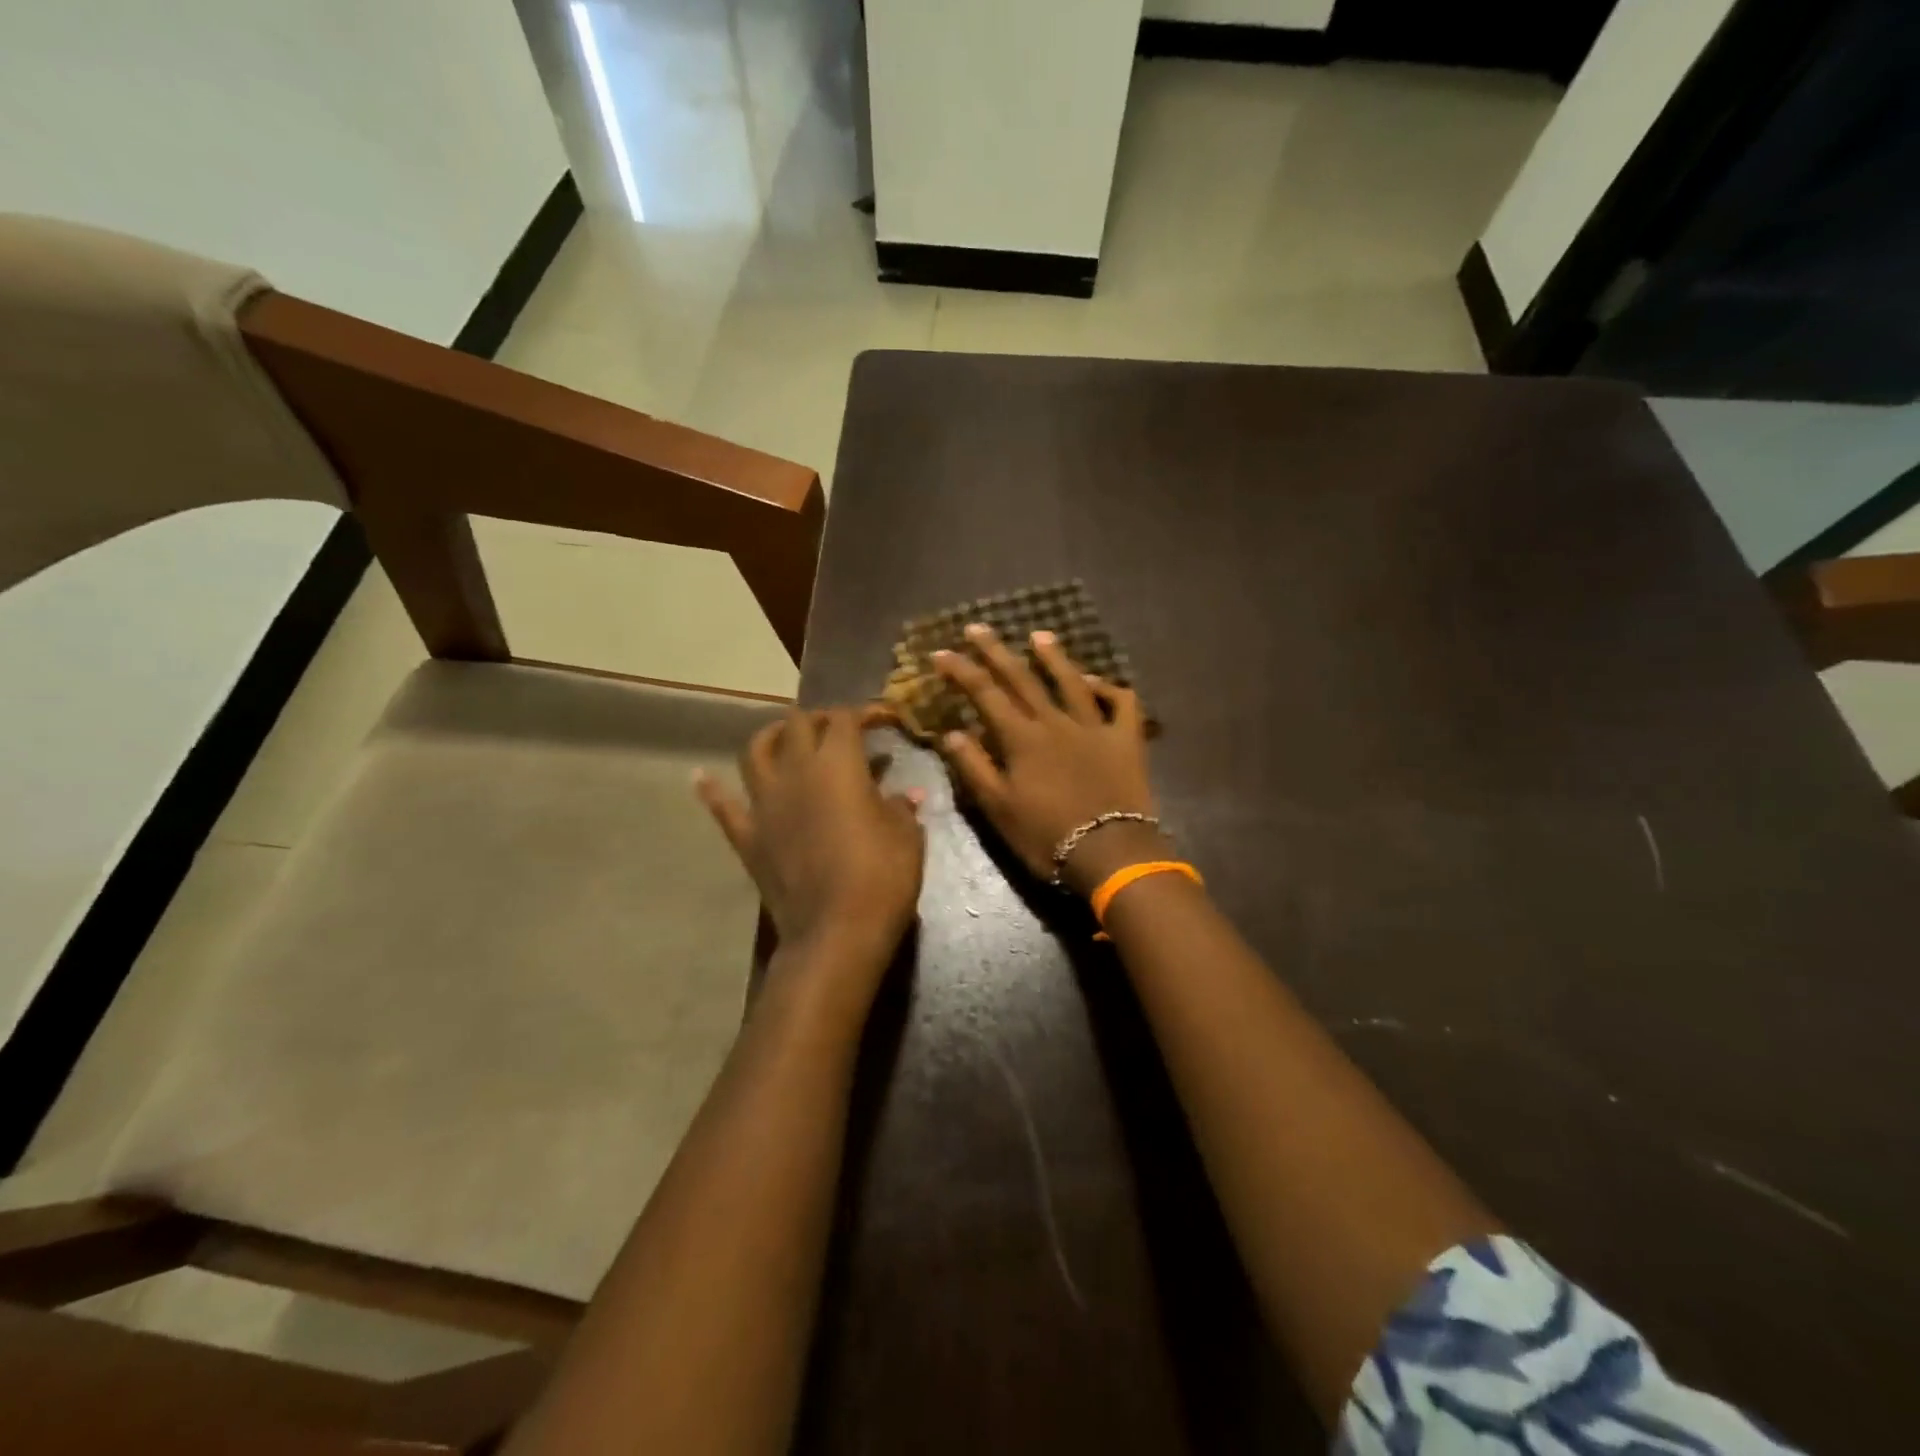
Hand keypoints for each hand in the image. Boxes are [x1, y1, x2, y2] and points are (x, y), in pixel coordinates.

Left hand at [695, 709, 925, 1003]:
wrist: (835, 933)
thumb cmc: (881, 877)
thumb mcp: (907, 838)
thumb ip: (902, 808)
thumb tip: (907, 794)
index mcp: (839, 764)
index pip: (844, 719)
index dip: (864, 713)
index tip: (882, 721)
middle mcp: (796, 772)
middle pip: (798, 724)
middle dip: (819, 719)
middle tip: (839, 731)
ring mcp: (765, 803)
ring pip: (755, 751)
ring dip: (771, 737)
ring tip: (785, 739)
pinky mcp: (747, 836)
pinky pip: (722, 807)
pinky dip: (712, 790)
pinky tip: (701, 778)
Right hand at [935, 624, 1165, 895]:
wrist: (1110, 853)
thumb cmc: (1047, 836)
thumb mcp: (999, 808)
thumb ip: (974, 767)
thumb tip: (952, 732)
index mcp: (1022, 738)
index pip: (984, 694)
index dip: (961, 671)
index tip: (941, 652)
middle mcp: (1055, 722)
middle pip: (1022, 678)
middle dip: (996, 651)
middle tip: (977, 627)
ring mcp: (1094, 726)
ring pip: (1071, 681)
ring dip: (1053, 656)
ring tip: (1039, 635)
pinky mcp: (1126, 739)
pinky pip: (1122, 703)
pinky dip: (1109, 688)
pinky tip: (1096, 681)